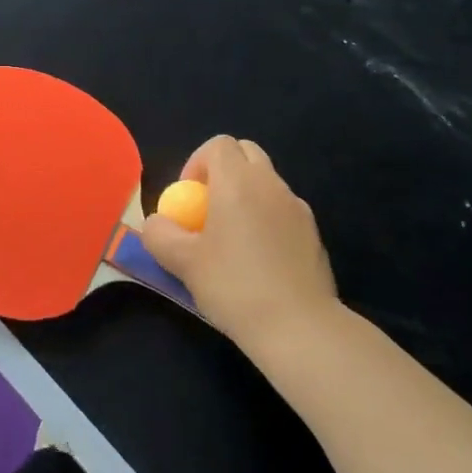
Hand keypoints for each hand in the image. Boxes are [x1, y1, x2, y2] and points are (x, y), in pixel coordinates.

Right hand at [142, 136, 338, 357]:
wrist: (299, 327)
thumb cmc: (234, 286)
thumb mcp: (183, 263)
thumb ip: (160, 235)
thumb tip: (157, 223)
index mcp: (238, 182)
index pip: (218, 145)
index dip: (197, 163)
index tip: (189, 198)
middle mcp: (271, 184)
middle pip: (246, 154)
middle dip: (224, 172)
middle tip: (208, 209)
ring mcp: (298, 207)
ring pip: (267, 183)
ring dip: (247, 196)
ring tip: (232, 240)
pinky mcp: (314, 233)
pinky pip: (283, 211)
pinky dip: (267, 220)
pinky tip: (260, 261)